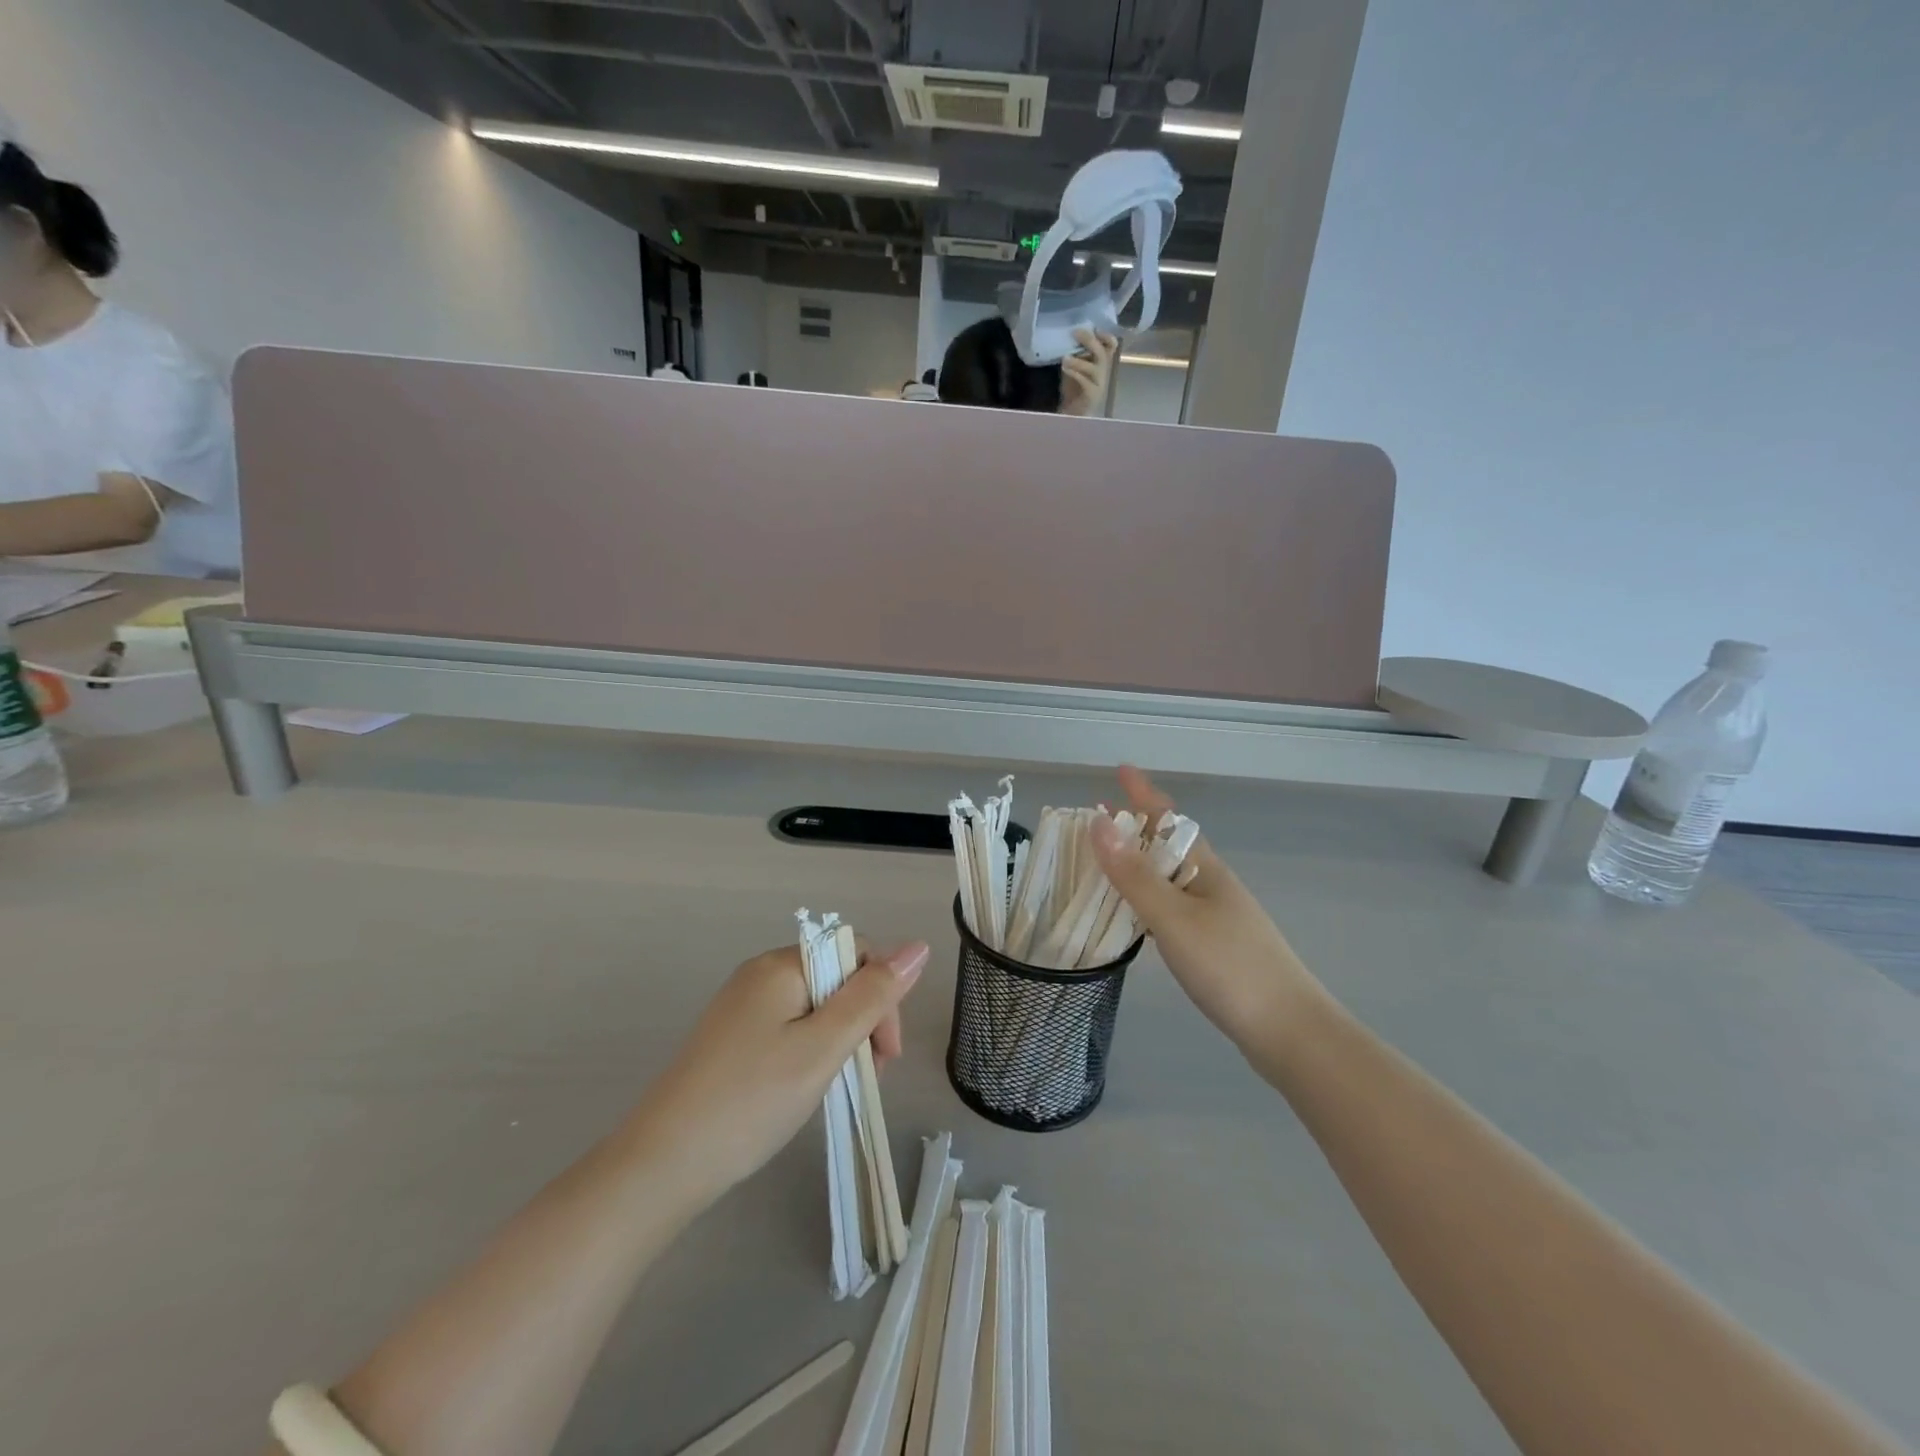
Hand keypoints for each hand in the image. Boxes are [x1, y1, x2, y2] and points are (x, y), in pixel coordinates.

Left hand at [629, 941, 928, 1207]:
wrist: (661, 1166)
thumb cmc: (751, 1101)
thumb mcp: (823, 1047)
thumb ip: (872, 996)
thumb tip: (917, 946)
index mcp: (781, 965)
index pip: (855, 954)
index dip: (882, 996)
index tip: (885, 1055)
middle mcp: (759, 974)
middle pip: (835, 979)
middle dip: (862, 1021)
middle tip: (865, 1078)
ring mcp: (741, 1007)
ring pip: (814, 1007)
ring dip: (839, 1041)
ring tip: (835, 1088)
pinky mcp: (730, 1039)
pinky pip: (788, 1028)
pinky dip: (809, 1052)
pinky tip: (802, 1088)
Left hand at [1058, 327, 1116, 415]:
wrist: (1072, 413)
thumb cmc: (1073, 388)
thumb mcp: (1075, 366)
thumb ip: (1077, 352)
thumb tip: (1071, 334)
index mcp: (1101, 362)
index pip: (1110, 345)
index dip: (1105, 335)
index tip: (1092, 328)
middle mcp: (1103, 371)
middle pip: (1103, 352)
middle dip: (1090, 340)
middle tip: (1075, 333)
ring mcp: (1099, 384)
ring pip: (1095, 367)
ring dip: (1079, 360)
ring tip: (1065, 358)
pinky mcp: (1092, 395)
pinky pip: (1086, 382)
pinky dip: (1075, 373)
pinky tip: (1065, 368)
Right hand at [1090, 766, 1320, 1054]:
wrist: (1290, 1032)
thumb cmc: (1230, 967)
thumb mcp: (1174, 918)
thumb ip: (1134, 875)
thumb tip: (1098, 823)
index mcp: (1204, 869)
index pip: (1169, 819)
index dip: (1143, 793)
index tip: (1121, 769)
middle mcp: (1211, 884)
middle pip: (1169, 845)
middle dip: (1135, 827)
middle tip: (1098, 818)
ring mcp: (1217, 915)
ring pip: (1170, 877)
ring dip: (1138, 862)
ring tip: (1107, 861)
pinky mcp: (1216, 945)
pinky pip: (1172, 906)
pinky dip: (1147, 898)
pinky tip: (1136, 914)